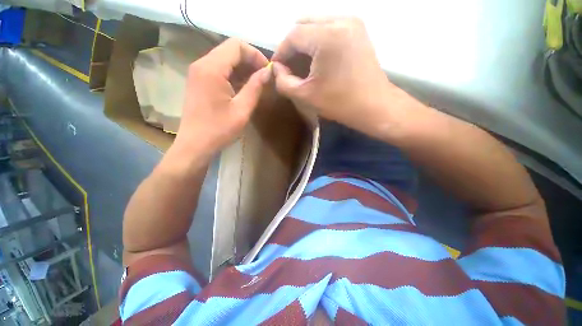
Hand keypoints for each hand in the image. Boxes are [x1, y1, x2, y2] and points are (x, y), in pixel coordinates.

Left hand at [174, 38, 269, 156]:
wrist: (195, 144)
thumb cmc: (219, 129)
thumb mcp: (242, 110)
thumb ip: (255, 87)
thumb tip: (268, 72)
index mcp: (212, 68)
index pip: (237, 45)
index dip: (255, 55)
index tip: (267, 71)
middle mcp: (202, 64)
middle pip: (230, 50)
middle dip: (250, 61)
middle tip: (264, 78)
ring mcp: (198, 72)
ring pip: (225, 60)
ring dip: (242, 69)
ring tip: (256, 84)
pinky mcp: (198, 81)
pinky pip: (219, 70)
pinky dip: (233, 75)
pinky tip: (243, 88)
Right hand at [272, 17, 409, 137]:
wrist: (373, 105)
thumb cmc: (339, 103)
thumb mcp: (306, 96)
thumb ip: (284, 82)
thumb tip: (277, 69)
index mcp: (327, 36)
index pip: (293, 35)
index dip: (281, 52)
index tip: (277, 68)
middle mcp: (340, 20)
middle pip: (304, 24)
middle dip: (292, 46)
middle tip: (289, 65)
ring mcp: (352, 22)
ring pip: (317, 24)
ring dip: (305, 42)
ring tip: (302, 63)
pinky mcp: (358, 29)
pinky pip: (330, 27)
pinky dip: (318, 40)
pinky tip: (317, 58)